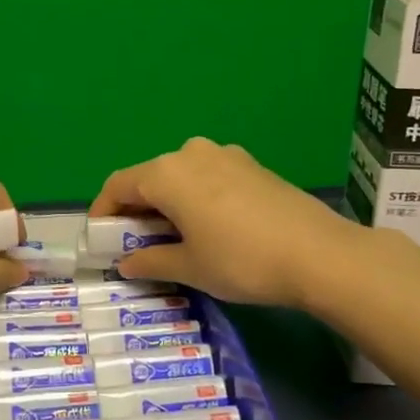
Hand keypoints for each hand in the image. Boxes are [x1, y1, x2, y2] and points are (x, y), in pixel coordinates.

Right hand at [89, 137, 363, 309]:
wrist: (320, 254)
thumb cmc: (241, 260)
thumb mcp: (189, 267)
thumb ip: (150, 261)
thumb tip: (126, 263)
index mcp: (166, 173)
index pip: (118, 185)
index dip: (103, 212)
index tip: (100, 239)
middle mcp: (190, 153)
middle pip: (149, 178)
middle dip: (136, 210)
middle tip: (135, 245)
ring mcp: (224, 155)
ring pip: (180, 176)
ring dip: (167, 203)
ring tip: (173, 238)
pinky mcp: (251, 165)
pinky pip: (207, 177)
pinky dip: (195, 198)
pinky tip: (209, 227)